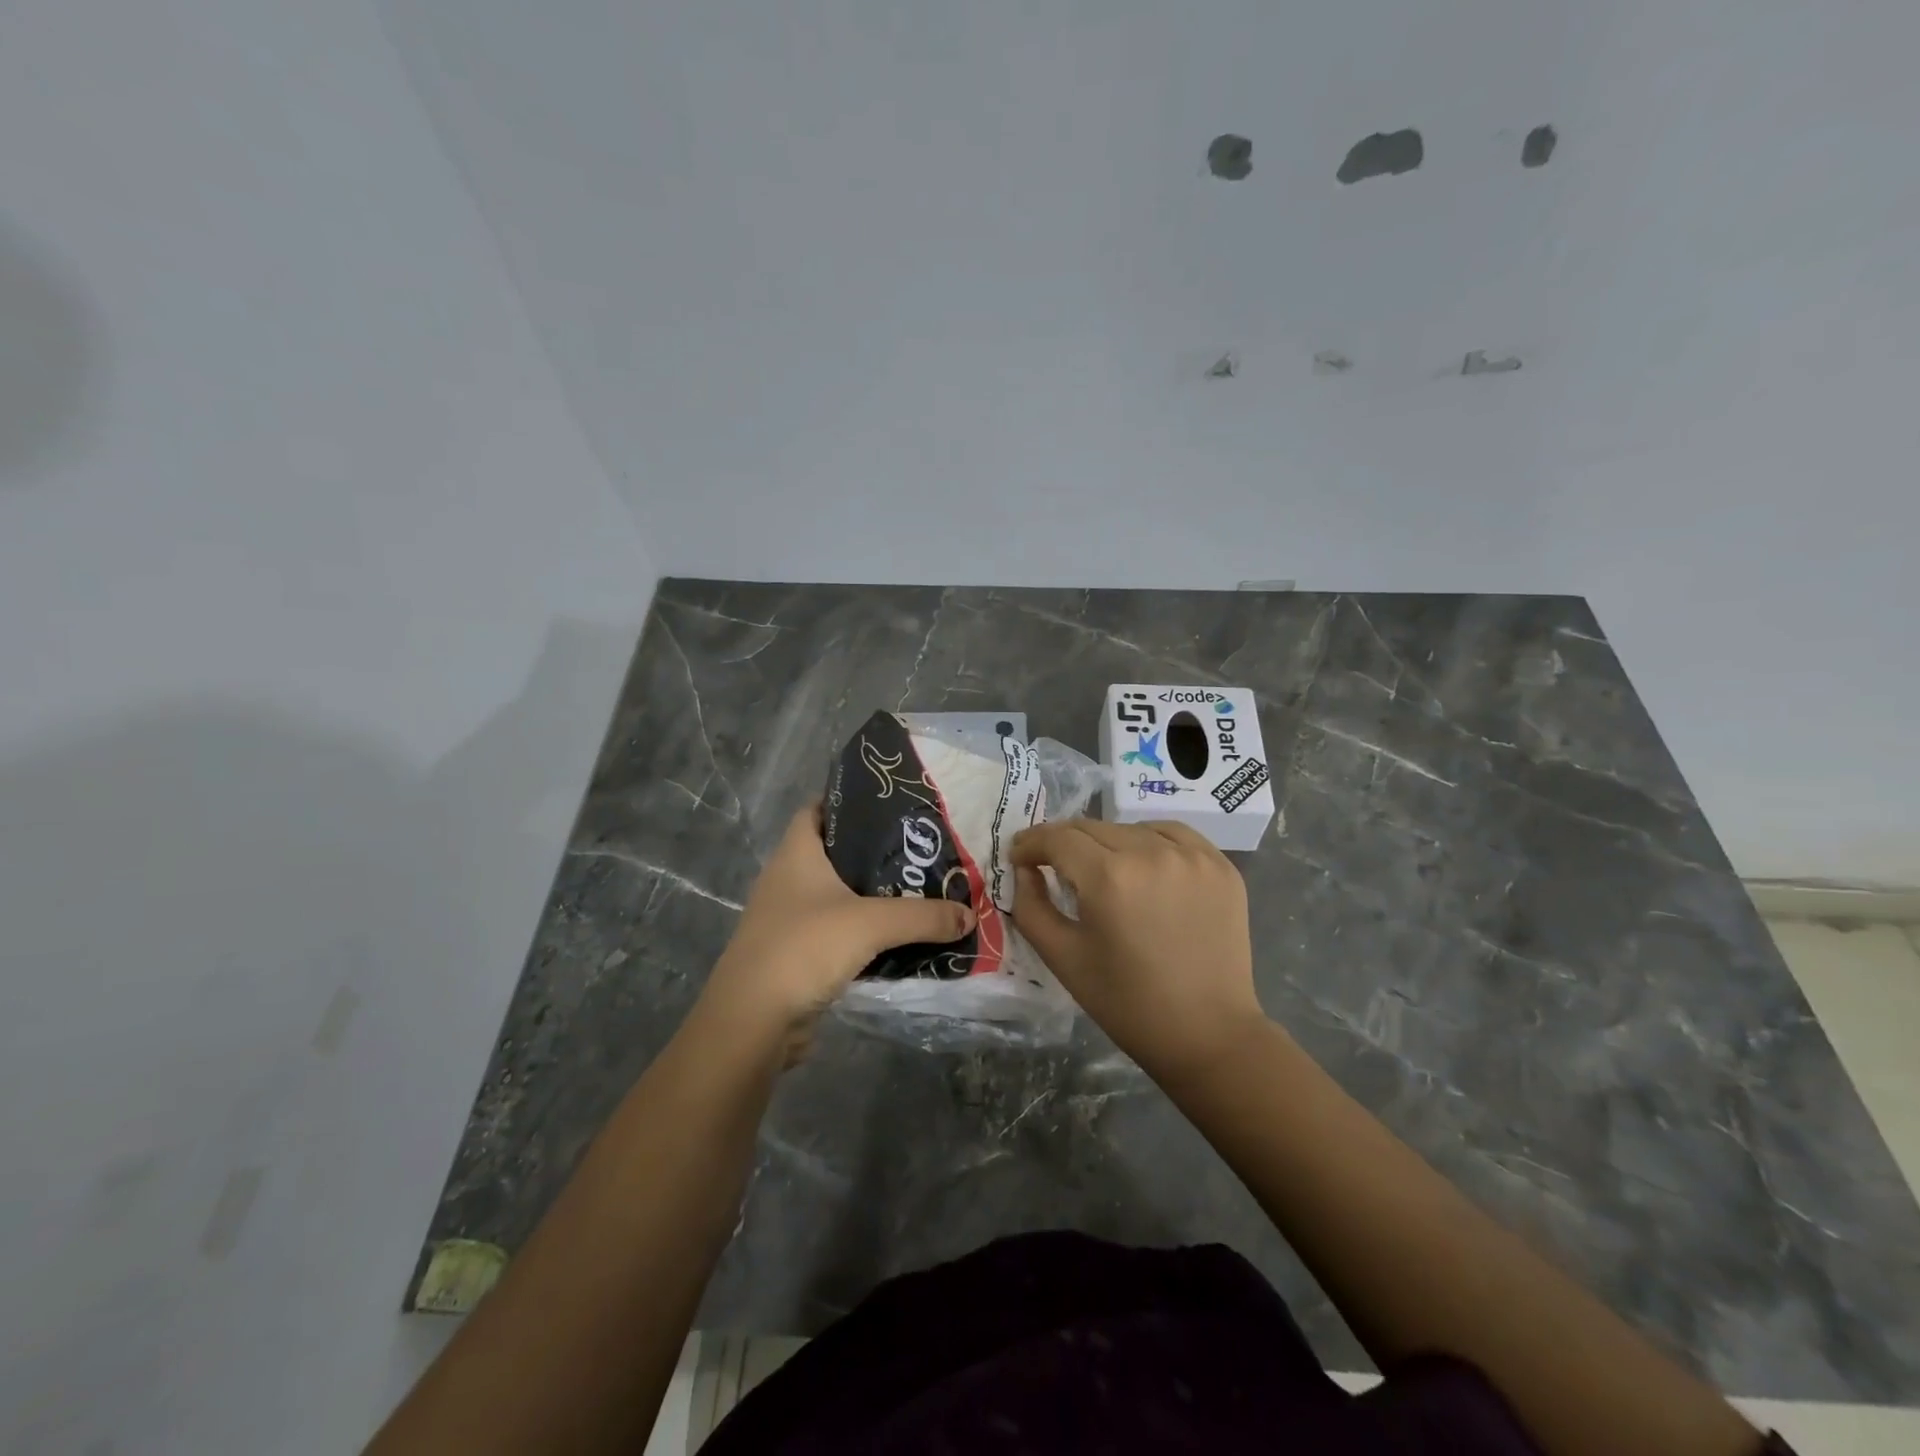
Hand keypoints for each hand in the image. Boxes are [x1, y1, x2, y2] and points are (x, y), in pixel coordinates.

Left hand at [697, 801, 974, 1063]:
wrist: (753, 1023)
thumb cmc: (804, 948)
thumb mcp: (871, 923)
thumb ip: (924, 916)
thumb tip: (969, 913)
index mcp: (796, 854)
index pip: (818, 809)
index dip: (849, 801)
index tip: (892, 804)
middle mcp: (788, 879)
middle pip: (836, 853)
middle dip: (876, 852)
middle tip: (921, 850)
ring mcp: (790, 918)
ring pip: (839, 895)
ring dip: (873, 895)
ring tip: (920, 889)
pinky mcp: (797, 954)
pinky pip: (838, 931)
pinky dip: (866, 931)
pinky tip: (899, 936)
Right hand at [1012, 820, 1264, 1081]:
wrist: (1207, 1033)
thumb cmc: (1126, 1003)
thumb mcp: (1062, 957)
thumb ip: (1031, 906)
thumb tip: (1025, 869)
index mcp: (1109, 877)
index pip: (1058, 838)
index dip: (1031, 843)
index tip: (1019, 857)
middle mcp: (1151, 853)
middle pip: (1091, 828)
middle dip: (1063, 844)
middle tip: (1050, 864)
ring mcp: (1192, 856)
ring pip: (1130, 829)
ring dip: (1106, 843)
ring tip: (1101, 870)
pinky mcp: (1220, 864)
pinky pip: (1172, 834)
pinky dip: (1149, 841)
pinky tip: (1143, 865)